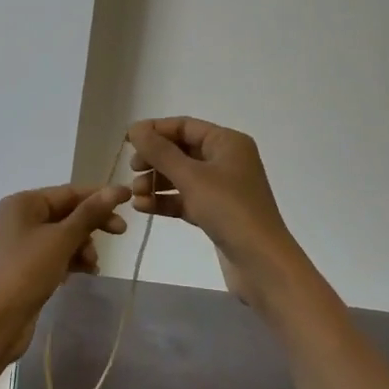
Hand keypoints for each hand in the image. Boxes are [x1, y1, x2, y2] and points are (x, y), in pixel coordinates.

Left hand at [0, 183, 130, 362]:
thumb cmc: (28, 271)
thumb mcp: (62, 239)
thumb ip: (89, 214)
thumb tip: (115, 190)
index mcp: (23, 203)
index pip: (69, 192)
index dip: (100, 196)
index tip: (129, 199)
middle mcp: (20, 217)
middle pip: (67, 213)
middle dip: (93, 224)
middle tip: (121, 232)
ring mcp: (22, 242)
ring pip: (64, 235)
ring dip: (84, 246)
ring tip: (93, 265)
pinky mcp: (27, 265)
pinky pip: (57, 253)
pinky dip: (72, 259)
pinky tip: (86, 273)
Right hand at [126, 117, 307, 310]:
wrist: (261, 262)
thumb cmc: (229, 210)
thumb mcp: (191, 177)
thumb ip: (160, 152)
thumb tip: (135, 128)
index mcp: (227, 142)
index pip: (185, 126)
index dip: (155, 130)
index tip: (127, 141)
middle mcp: (226, 160)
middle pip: (181, 150)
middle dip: (154, 159)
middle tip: (132, 170)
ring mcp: (222, 188)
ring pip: (181, 177)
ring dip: (156, 182)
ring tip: (134, 195)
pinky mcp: (216, 212)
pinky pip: (185, 199)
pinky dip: (165, 201)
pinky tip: (143, 207)